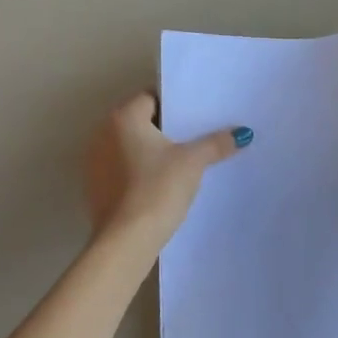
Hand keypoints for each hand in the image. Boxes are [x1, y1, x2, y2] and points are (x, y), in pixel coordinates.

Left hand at [84, 93, 250, 248]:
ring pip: (128, 147)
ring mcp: (94, 162)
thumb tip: (242, 132)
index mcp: (123, 118)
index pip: (150, 98)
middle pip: (139, 122)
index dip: (174, 106)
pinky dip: (137, 173)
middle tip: (193, 138)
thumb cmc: (158, 189)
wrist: (127, 240)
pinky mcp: (95, 188)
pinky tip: (158, 186)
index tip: (195, 117)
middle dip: (164, 129)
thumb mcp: (193, 163)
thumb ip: (216, 143)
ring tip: (179, 163)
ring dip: (148, 152)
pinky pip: (120, 170)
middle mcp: (102, 134)